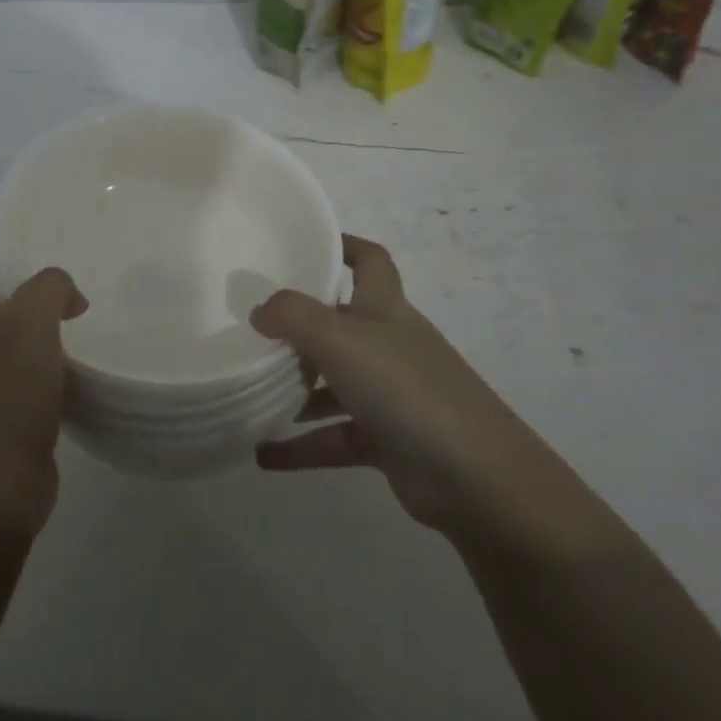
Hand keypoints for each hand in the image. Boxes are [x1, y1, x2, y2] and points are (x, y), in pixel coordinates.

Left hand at [0, 204, 87, 532]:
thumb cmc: (2, 401)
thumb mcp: (27, 326)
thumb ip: (48, 288)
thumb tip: (66, 295)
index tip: (14, 206)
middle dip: (11, 255)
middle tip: (58, 242)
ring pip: (6, 317)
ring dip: (35, 298)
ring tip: (79, 287)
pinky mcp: (7, 402)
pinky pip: (27, 353)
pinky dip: (50, 337)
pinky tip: (83, 341)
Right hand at [252, 236, 521, 532]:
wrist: (471, 474)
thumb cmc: (403, 387)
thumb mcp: (340, 338)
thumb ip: (293, 316)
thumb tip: (260, 310)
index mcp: (385, 308)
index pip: (370, 261)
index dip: (343, 246)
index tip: (304, 247)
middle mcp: (389, 345)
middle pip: (342, 324)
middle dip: (301, 327)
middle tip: (254, 329)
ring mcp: (391, 394)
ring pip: (335, 384)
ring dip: (296, 390)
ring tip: (249, 392)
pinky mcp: (388, 441)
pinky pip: (335, 436)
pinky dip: (302, 445)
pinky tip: (264, 455)